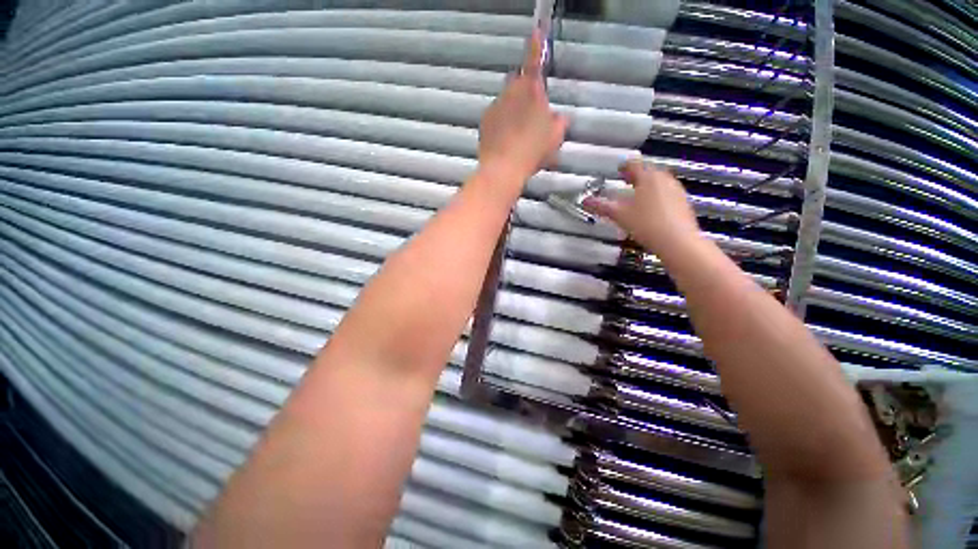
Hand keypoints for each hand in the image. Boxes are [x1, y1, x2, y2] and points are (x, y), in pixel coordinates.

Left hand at [478, 30, 567, 184]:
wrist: (503, 168)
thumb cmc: (533, 150)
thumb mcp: (556, 137)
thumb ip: (559, 122)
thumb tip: (557, 117)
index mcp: (531, 91)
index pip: (534, 62)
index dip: (536, 46)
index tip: (535, 31)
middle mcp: (510, 92)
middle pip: (518, 84)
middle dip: (524, 93)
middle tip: (532, 117)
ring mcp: (495, 106)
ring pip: (506, 102)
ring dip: (513, 112)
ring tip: (519, 137)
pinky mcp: (484, 121)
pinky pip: (496, 117)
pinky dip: (501, 124)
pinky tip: (506, 142)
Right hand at [583, 159, 701, 255]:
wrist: (677, 241)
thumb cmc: (647, 224)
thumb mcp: (618, 215)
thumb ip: (601, 206)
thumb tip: (586, 201)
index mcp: (647, 177)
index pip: (633, 164)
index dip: (624, 166)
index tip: (619, 170)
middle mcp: (664, 179)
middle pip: (648, 172)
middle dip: (636, 176)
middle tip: (626, 181)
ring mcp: (676, 191)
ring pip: (658, 183)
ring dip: (646, 186)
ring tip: (636, 195)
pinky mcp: (682, 203)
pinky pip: (666, 194)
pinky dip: (656, 196)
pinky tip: (650, 209)